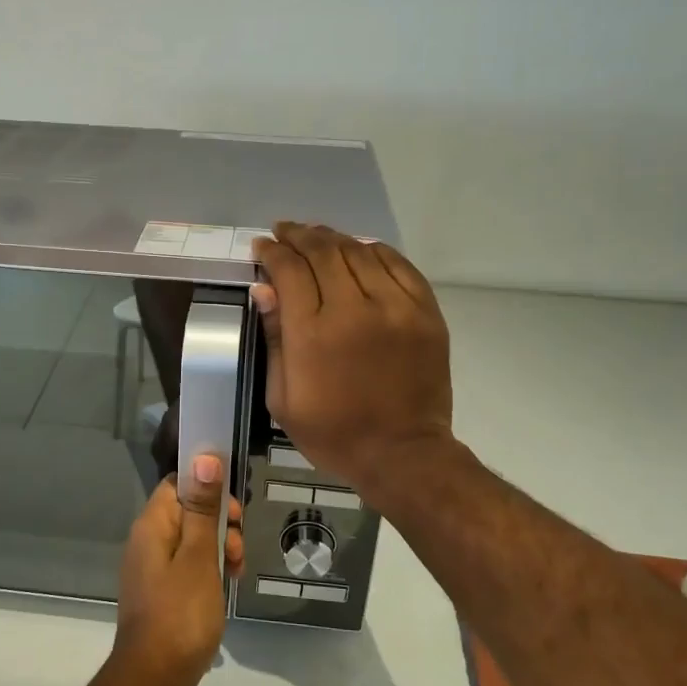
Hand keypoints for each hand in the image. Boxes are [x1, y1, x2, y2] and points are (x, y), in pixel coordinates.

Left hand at [109, 455, 243, 685]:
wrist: (154, 679)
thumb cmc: (181, 613)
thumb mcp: (199, 557)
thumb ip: (203, 508)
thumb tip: (203, 457)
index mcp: (152, 525)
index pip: (178, 483)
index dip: (208, 488)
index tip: (233, 510)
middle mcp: (148, 540)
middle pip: (189, 511)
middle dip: (220, 522)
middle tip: (238, 547)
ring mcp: (153, 567)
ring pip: (193, 539)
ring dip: (219, 547)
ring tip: (236, 572)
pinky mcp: (162, 591)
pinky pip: (189, 564)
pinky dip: (210, 569)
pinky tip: (226, 585)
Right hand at [251, 222, 453, 495]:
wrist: (403, 454)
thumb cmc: (334, 434)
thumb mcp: (283, 399)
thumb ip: (274, 339)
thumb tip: (264, 290)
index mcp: (313, 334)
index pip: (289, 270)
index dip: (272, 252)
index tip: (262, 246)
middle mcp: (354, 309)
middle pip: (323, 251)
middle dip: (299, 236)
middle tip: (284, 232)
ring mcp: (395, 307)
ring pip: (359, 252)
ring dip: (333, 238)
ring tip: (317, 237)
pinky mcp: (425, 312)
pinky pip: (398, 264)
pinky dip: (375, 251)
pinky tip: (360, 250)